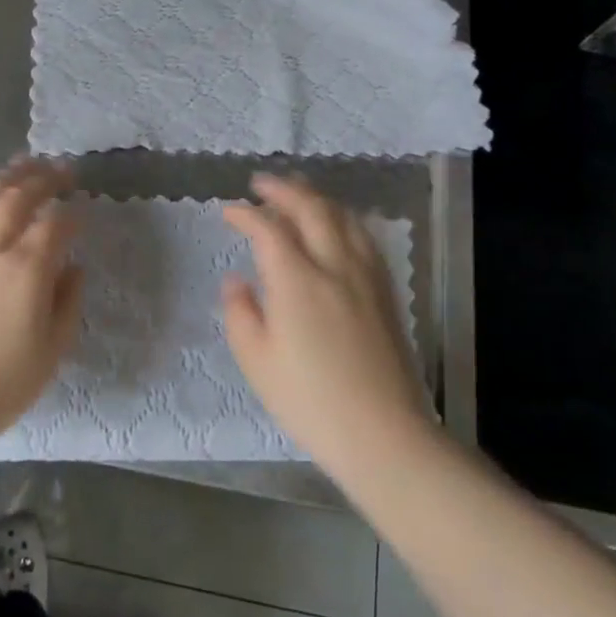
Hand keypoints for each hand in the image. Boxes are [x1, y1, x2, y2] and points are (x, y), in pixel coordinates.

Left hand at [0, 159, 82, 444]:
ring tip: (24, 164)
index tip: (82, 211)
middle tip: (61, 169)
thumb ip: (67, 305)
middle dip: (44, 178)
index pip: (55, 223)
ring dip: (7, 176)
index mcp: (27, 270)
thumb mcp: (48, 356)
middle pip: (19, 196)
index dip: (72, 213)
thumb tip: (73, 268)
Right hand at [222, 174, 435, 476]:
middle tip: (262, 183)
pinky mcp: (387, 291)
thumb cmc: (310, 401)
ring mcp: (366, 276)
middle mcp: (334, 266)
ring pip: (343, 217)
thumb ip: (240, 313)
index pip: (268, 229)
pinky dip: (344, 219)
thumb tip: (237, 280)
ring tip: (298, 192)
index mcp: (297, 281)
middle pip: (311, 208)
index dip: (245, 214)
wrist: (383, 433)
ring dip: (316, 198)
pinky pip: (364, 237)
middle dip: (284, 190)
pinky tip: (338, 225)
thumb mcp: (257, 362)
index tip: (229, 211)